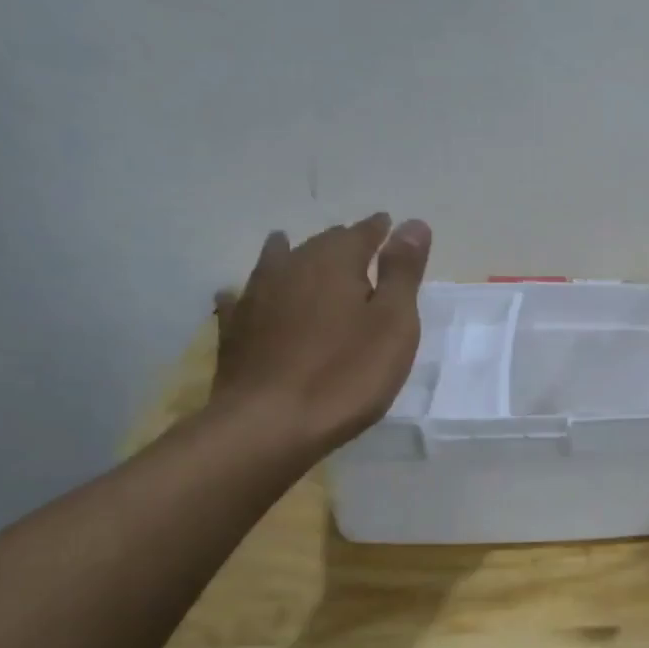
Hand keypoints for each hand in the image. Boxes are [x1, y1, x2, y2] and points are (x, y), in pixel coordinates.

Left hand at [211, 213, 430, 449]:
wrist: (268, 424)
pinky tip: (239, 295)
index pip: (361, 234)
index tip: (388, 225)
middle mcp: (291, 269)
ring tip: (289, 245)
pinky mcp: (235, 332)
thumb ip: (403, 272)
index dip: (378, 230)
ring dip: (289, 254)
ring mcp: (256, 298)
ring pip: (275, 263)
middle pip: (318, 245)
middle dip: (340, 242)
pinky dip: (249, 292)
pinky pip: (241, 299)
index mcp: (335, 263)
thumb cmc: (346, 374)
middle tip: (356, 244)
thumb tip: (413, 222)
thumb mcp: (393, 323)